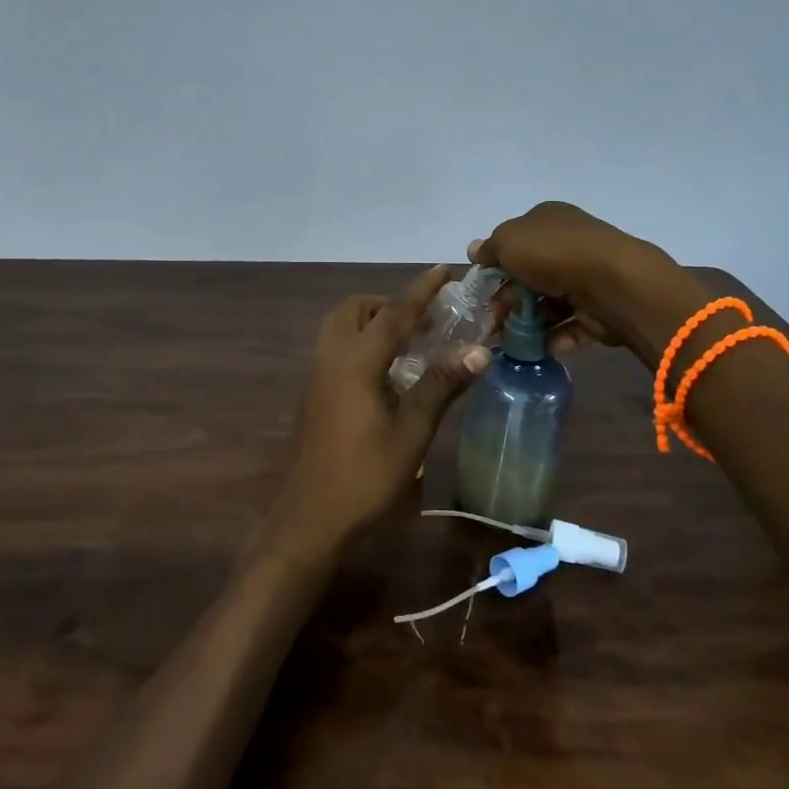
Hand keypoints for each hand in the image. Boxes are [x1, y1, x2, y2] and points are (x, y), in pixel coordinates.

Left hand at [268, 265, 488, 559]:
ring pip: (341, 326)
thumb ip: (441, 386)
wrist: (309, 517)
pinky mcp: (313, 392)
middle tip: (425, 322)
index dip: (422, 290)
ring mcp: (317, 374)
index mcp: (356, 360)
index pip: (395, 312)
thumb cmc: (364, 476)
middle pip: (357, 310)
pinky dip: (360, 341)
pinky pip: (336, 347)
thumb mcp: (411, 433)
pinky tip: (386, 371)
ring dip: (372, 322)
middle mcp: (331, 356)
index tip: (444, 271)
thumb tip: (479, 350)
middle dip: (390, 304)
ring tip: (409, 343)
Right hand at [472, 201, 691, 357]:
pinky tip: (537, 348)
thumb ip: (489, 248)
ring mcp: (587, 277)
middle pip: (530, 275)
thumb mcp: (508, 242)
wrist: (613, 283)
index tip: (481, 289)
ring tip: (509, 341)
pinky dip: (553, 337)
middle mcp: (569, 244)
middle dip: (509, 298)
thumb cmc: (553, 254)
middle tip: (492, 320)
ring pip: (549, 302)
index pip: (515, 241)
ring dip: (528, 322)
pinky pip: (570, 324)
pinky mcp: (600, 309)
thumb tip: (475, 250)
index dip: (495, 264)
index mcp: (548, 219)